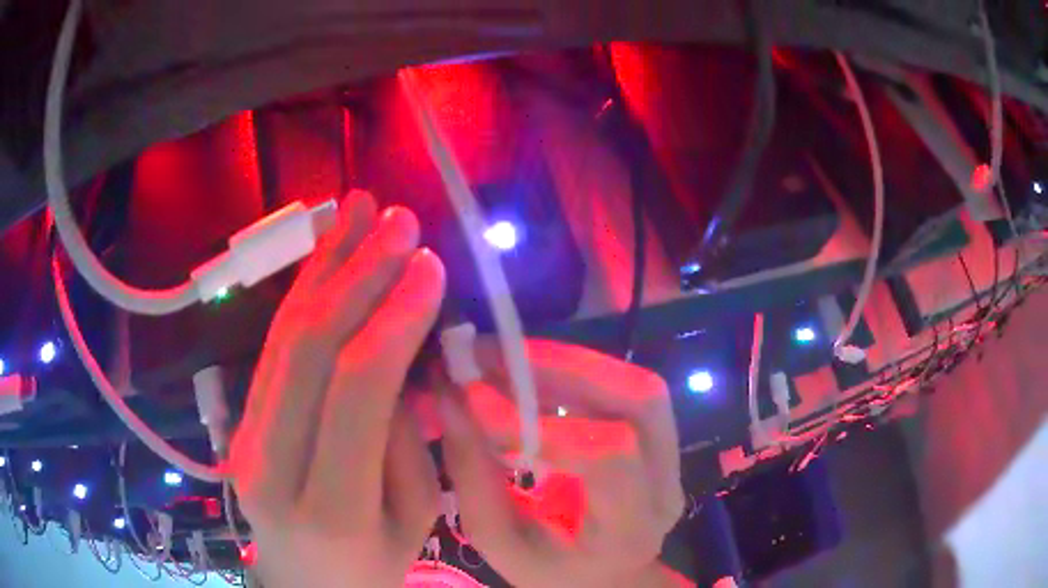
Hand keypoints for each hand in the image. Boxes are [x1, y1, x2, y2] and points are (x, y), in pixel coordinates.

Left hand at [229, 191, 445, 587]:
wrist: (303, 585)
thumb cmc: (371, 566)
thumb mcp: (416, 522)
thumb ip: (408, 441)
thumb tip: (405, 355)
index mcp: (329, 506)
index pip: (357, 390)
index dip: (394, 317)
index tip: (431, 265)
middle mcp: (272, 463)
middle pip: (309, 349)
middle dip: (357, 273)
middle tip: (398, 218)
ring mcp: (246, 436)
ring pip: (283, 335)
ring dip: (324, 265)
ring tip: (356, 209)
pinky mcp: (241, 418)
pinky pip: (273, 344)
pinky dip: (302, 290)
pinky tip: (325, 251)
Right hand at [440, 340, 684, 587]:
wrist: (606, 578)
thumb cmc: (551, 572)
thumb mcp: (500, 543)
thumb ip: (474, 476)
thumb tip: (452, 395)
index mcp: (629, 530)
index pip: (606, 460)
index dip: (539, 422)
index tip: (472, 395)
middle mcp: (665, 486)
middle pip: (638, 402)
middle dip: (561, 368)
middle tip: (491, 352)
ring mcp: (672, 457)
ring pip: (638, 386)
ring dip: (570, 361)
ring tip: (508, 355)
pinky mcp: (663, 436)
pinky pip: (627, 387)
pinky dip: (577, 370)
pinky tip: (535, 370)